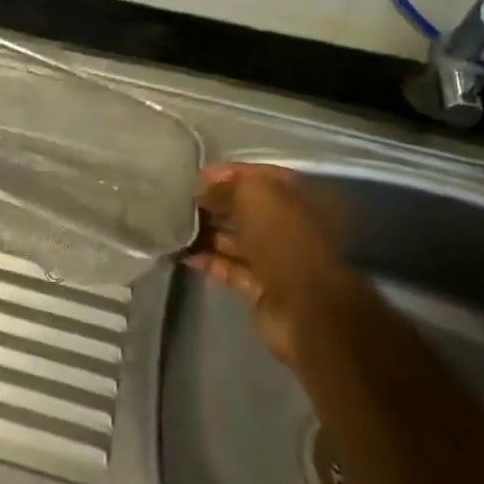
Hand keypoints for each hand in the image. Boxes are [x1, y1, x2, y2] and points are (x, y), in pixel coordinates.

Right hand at [188, 163, 358, 365]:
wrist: (305, 309)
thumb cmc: (284, 239)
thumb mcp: (254, 196)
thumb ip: (227, 187)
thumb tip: (204, 191)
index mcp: (302, 198)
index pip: (262, 176)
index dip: (230, 174)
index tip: (198, 176)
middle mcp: (293, 226)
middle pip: (249, 209)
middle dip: (217, 204)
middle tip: (183, 202)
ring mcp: (279, 259)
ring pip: (239, 239)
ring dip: (210, 233)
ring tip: (178, 227)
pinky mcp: (264, 288)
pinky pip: (233, 268)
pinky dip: (211, 261)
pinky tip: (185, 254)